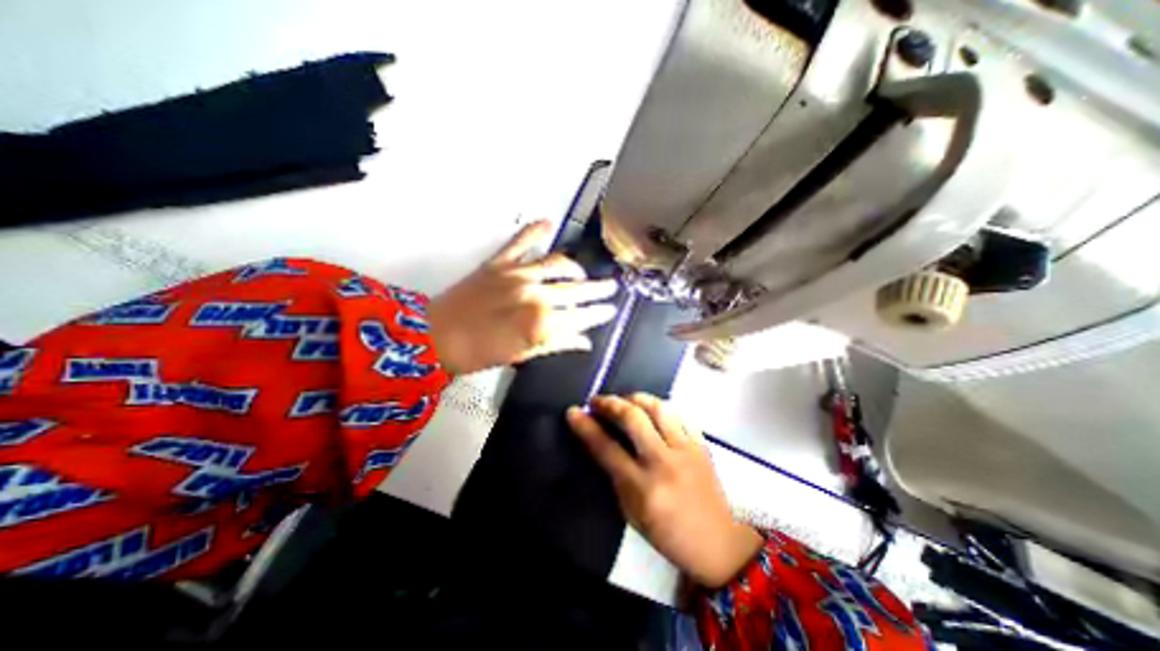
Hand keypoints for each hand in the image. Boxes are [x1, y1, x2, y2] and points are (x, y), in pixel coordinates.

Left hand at [425, 221, 621, 376]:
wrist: (436, 337)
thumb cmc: (479, 353)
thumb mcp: (523, 355)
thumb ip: (557, 344)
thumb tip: (583, 341)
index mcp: (542, 323)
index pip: (582, 316)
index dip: (599, 313)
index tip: (610, 310)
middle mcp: (535, 295)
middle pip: (576, 290)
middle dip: (598, 290)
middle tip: (611, 287)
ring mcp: (518, 275)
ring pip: (557, 265)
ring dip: (576, 267)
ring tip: (584, 272)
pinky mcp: (499, 264)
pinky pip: (520, 242)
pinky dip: (534, 231)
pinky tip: (547, 223)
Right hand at [568, 394, 767, 585]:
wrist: (719, 543)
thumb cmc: (668, 532)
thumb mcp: (632, 512)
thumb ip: (616, 475)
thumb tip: (600, 441)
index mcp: (643, 487)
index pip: (606, 448)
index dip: (586, 427)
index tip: (574, 412)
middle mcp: (664, 462)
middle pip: (633, 418)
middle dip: (610, 404)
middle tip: (598, 401)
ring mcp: (686, 449)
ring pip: (659, 408)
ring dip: (637, 398)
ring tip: (625, 399)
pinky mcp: (702, 444)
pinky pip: (680, 414)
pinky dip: (662, 407)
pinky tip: (653, 408)